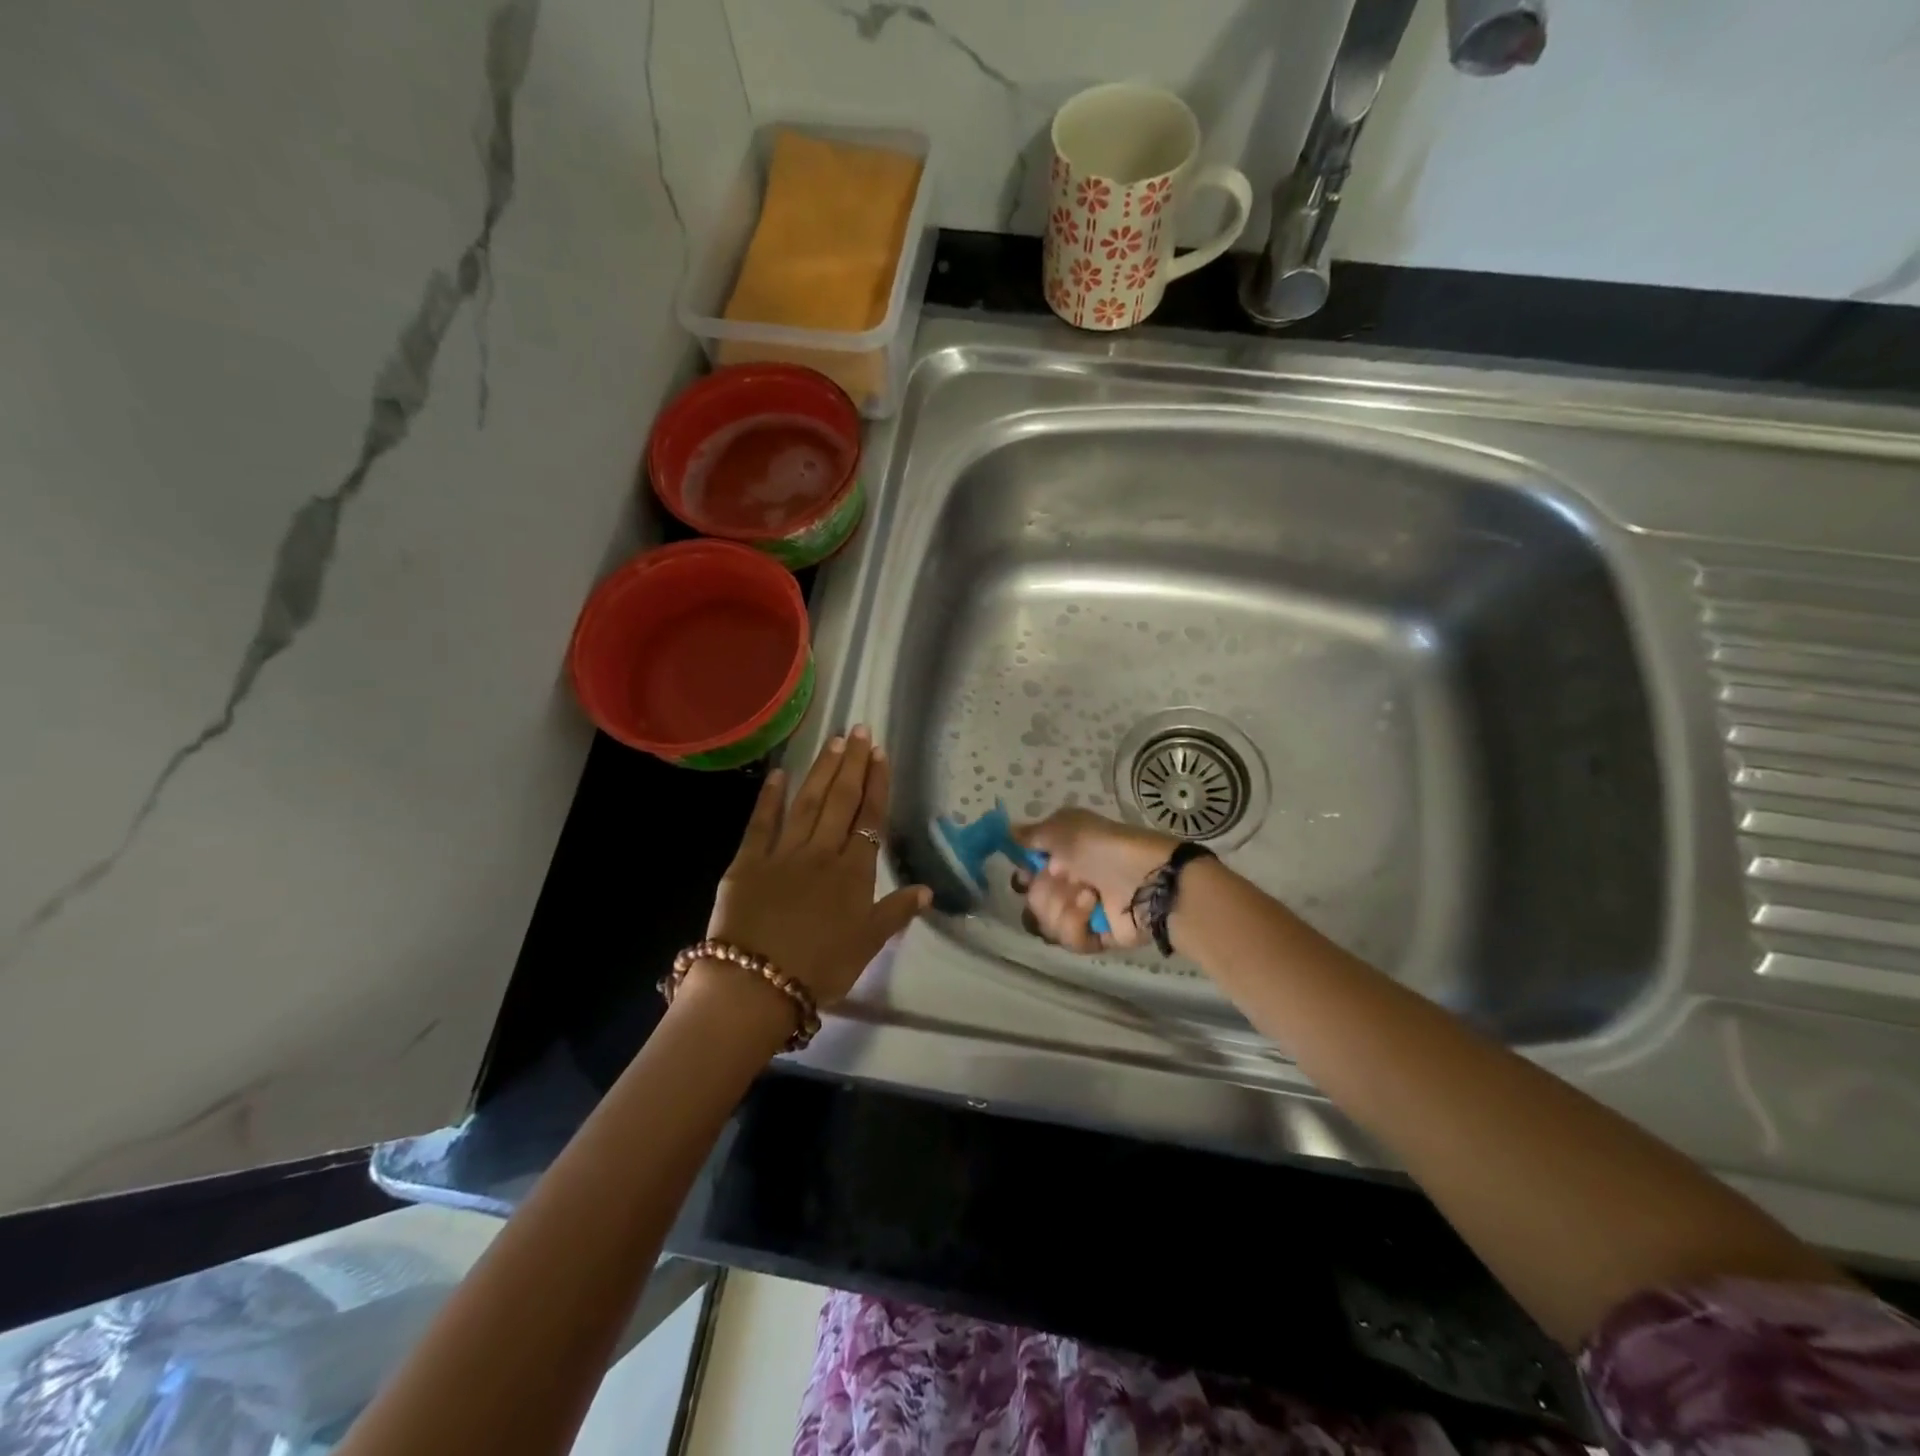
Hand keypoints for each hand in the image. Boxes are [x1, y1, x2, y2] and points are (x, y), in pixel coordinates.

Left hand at [705, 726, 930, 1006]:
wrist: (756, 984)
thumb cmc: (820, 969)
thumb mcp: (867, 946)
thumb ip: (896, 913)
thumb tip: (928, 890)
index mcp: (853, 873)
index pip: (870, 819)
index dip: (877, 784)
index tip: (880, 754)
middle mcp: (822, 852)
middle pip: (841, 801)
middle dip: (852, 764)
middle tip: (859, 731)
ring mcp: (783, 853)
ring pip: (808, 803)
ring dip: (822, 771)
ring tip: (833, 742)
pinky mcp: (747, 862)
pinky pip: (761, 823)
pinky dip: (770, 797)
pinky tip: (779, 773)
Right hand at [1013, 808, 1176, 953]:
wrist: (1150, 877)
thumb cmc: (1104, 845)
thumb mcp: (1064, 827)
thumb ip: (1032, 834)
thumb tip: (1008, 832)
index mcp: (1064, 857)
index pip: (1028, 874)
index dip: (1024, 875)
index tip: (1027, 870)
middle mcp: (1070, 884)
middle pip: (1033, 901)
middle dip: (1044, 891)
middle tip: (1065, 879)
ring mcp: (1084, 913)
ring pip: (1046, 924)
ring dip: (1061, 907)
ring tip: (1087, 894)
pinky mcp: (1097, 938)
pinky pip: (1070, 941)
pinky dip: (1076, 924)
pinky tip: (1092, 908)